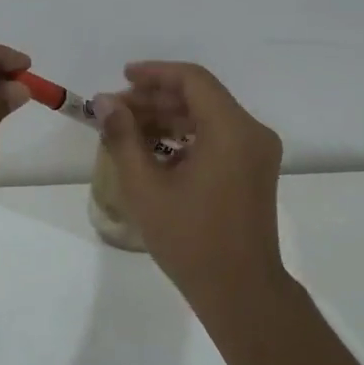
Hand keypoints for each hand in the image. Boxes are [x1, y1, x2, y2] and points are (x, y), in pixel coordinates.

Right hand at [99, 61, 289, 312]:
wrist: (240, 290)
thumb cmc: (190, 239)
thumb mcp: (146, 188)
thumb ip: (123, 138)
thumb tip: (105, 102)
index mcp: (231, 130)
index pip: (192, 80)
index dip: (154, 73)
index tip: (122, 78)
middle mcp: (252, 132)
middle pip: (201, 97)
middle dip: (156, 99)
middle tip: (116, 112)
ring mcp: (258, 152)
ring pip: (209, 117)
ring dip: (170, 118)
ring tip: (129, 130)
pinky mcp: (255, 171)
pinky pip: (219, 138)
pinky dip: (188, 137)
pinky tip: (156, 153)